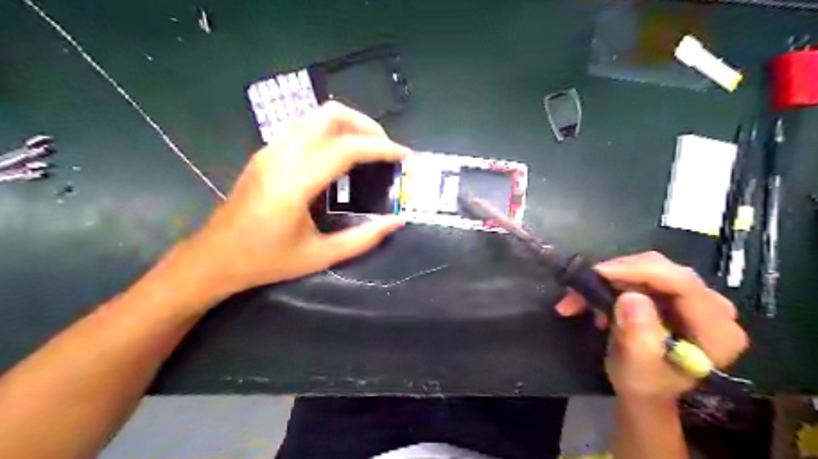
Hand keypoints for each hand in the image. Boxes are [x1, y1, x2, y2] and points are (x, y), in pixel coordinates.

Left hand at [188, 100, 411, 297]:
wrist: (213, 258)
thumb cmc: (266, 261)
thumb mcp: (320, 256)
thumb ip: (363, 238)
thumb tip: (397, 222)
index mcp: (295, 181)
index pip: (346, 148)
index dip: (381, 148)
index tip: (405, 155)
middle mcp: (281, 155)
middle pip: (330, 115)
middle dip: (366, 126)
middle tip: (386, 150)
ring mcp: (270, 149)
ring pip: (316, 115)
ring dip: (348, 125)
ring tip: (368, 150)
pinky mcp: (266, 152)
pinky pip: (305, 127)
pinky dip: (331, 132)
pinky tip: (340, 157)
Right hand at [556, 253, 745, 398]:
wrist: (644, 392)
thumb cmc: (644, 385)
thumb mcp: (638, 369)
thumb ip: (639, 336)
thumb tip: (630, 297)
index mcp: (716, 331)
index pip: (683, 284)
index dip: (640, 271)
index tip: (599, 273)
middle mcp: (713, 308)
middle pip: (664, 271)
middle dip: (618, 274)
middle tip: (581, 287)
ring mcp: (693, 298)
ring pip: (647, 269)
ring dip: (608, 280)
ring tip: (578, 299)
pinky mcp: (673, 294)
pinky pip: (640, 275)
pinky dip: (610, 283)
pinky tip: (590, 301)